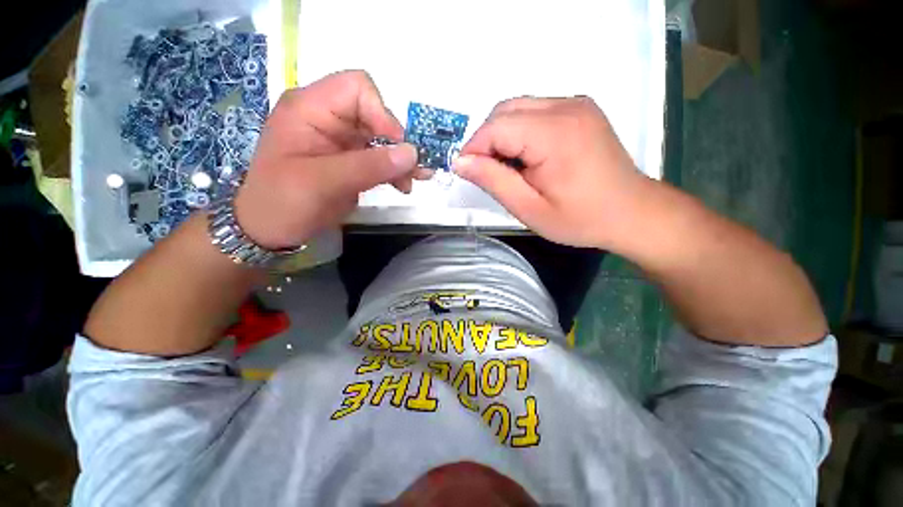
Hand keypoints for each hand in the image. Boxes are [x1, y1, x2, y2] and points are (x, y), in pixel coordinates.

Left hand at [234, 71, 420, 248]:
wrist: (269, 230)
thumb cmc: (283, 202)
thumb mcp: (323, 182)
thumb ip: (369, 166)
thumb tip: (412, 153)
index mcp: (310, 109)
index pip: (357, 89)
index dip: (382, 114)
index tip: (397, 148)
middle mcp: (328, 119)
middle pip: (375, 115)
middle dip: (398, 143)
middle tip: (414, 170)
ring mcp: (340, 142)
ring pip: (382, 139)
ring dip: (401, 160)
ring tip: (413, 181)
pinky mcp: (349, 162)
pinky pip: (379, 159)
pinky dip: (395, 170)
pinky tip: (404, 185)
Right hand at [454, 97, 652, 248]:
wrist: (632, 213)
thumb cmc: (580, 219)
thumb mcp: (529, 208)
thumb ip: (493, 181)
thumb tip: (461, 162)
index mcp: (555, 134)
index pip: (497, 126)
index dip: (474, 148)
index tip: (467, 172)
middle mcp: (567, 107)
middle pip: (506, 110)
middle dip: (487, 140)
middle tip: (488, 173)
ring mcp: (577, 104)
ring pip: (519, 108)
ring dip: (503, 135)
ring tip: (509, 168)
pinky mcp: (581, 109)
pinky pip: (537, 111)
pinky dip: (521, 131)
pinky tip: (528, 157)